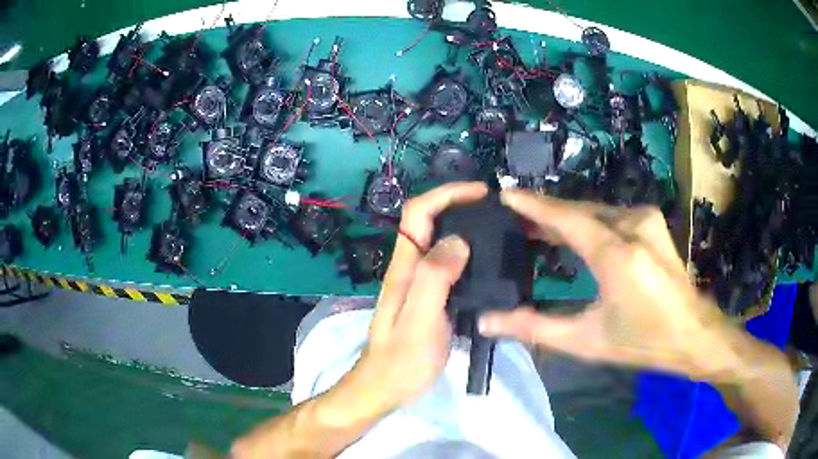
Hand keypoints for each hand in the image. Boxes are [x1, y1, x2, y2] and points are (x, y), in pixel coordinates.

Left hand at [356, 182, 487, 408]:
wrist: (386, 388)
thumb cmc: (402, 360)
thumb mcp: (420, 320)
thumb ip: (435, 279)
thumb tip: (458, 240)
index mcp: (405, 267)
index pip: (418, 212)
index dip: (446, 194)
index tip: (480, 193)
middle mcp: (409, 268)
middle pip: (428, 221)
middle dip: (458, 206)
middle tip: (495, 212)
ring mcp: (417, 284)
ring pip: (438, 242)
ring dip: (464, 229)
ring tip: (497, 233)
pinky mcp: (427, 299)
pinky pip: (447, 266)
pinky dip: (466, 256)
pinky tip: (485, 266)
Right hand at [479, 189, 728, 376]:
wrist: (693, 333)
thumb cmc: (642, 341)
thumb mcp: (586, 341)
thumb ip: (535, 327)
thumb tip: (487, 321)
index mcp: (616, 253)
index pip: (566, 218)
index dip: (533, 204)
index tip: (505, 192)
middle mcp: (633, 224)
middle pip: (580, 210)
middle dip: (547, 214)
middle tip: (516, 221)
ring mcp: (646, 220)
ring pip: (597, 211)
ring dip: (569, 219)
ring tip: (540, 230)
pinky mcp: (653, 223)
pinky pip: (613, 215)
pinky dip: (590, 222)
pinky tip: (578, 235)